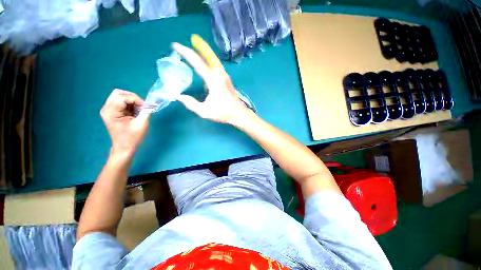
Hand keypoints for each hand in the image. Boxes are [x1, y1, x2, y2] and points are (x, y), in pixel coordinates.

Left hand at [100, 89, 149, 155]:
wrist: (124, 147)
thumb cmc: (132, 137)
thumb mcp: (141, 124)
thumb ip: (145, 112)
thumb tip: (149, 105)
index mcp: (111, 112)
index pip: (123, 97)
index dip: (136, 99)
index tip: (145, 107)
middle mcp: (107, 108)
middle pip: (119, 93)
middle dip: (133, 98)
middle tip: (142, 106)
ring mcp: (108, 110)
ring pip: (119, 96)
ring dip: (131, 101)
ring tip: (138, 109)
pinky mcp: (112, 112)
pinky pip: (120, 101)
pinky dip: (129, 104)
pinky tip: (134, 111)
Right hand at [172, 36, 251, 124]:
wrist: (239, 114)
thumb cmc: (223, 113)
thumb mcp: (205, 111)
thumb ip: (191, 104)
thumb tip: (179, 96)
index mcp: (214, 81)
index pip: (197, 63)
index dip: (186, 53)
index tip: (175, 45)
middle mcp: (220, 75)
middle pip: (206, 56)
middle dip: (194, 49)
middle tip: (182, 46)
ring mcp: (225, 76)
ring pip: (211, 60)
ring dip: (201, 54)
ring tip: (191, 51)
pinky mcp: (227, 79)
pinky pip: (215, 66)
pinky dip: (207, 61)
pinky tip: (203, 63)